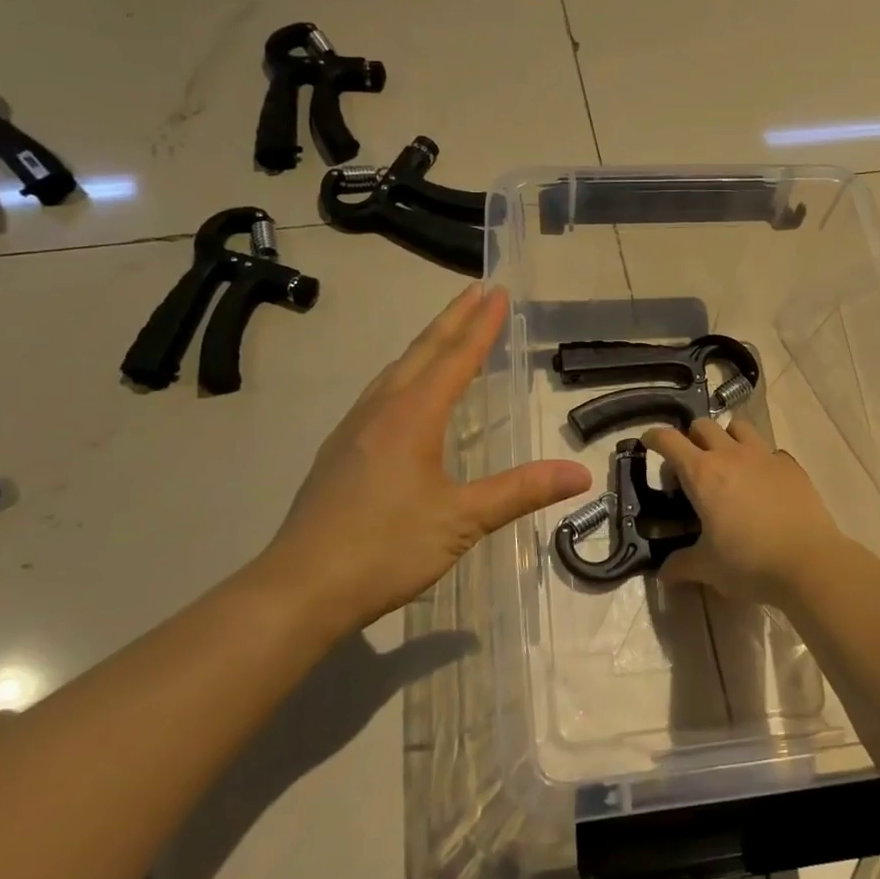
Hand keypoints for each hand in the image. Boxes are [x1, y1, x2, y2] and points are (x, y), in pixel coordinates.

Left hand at [259, 286, 590, 630]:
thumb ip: (521, 491)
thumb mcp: (462, 520)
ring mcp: (354, 429)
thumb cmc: (386, 548)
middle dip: (453, 320)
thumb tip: (580, 474)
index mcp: (412, 417)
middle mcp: (381, 411)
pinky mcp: (339, 452)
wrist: (300, 588)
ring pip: (396, 370)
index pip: (455, 358)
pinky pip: (380, 393)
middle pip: (422, 352)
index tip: (497, 291)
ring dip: (426, 345)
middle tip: (477, 291)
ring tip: (448, 333)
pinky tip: (405, 393)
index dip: (480, 325)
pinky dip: (405, 374)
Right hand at [642, 419, 843, 604]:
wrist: (809, 563)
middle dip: (691, 436)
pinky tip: (762, 481)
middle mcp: (731, 455)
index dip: (655, 437)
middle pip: (703, 425)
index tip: (648, 442)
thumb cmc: (750, 563)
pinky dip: (760, 458)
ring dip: (727, 437)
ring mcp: (764, 456)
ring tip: (727, 460)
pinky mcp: (791, 465)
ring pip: (739, 427)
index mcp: (702, 474)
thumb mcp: (709, 568)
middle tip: (690, 460)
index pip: (669, 441)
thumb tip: (664, 575)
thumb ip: (682, 566)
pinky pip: (769, 450)